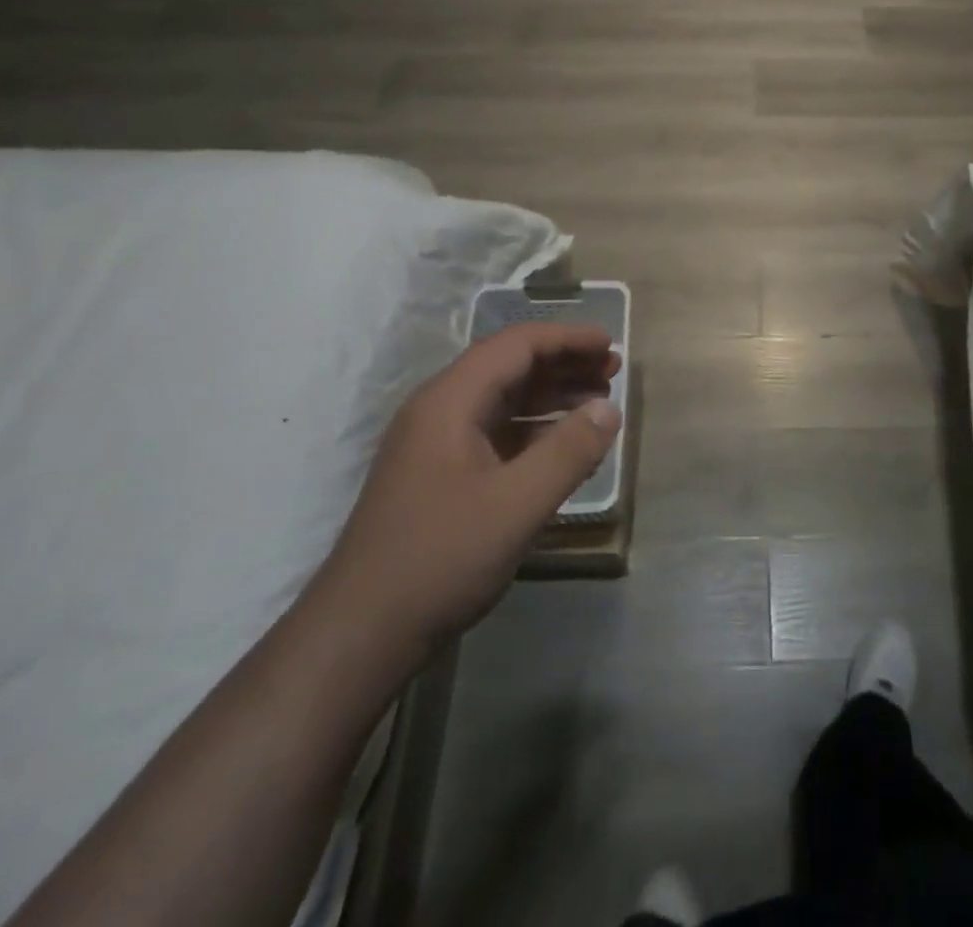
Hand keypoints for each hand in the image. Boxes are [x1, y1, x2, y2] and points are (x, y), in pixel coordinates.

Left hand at [308, 323, 620, 665]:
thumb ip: (568, 451)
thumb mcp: (516, 504)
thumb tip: (609, 408)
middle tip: (612, 372)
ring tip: (597, 403)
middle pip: (509, 367)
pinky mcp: (439, 476)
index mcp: (450, 401)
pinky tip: (563, 447)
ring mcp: (436, 445)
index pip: (516, 345)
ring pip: (502, 400)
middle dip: (563, 364)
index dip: (567, 339)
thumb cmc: (440, 559)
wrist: (360, 634)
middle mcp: (439, 411)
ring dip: (551, 395)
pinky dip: (534, 429)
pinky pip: (495, 433)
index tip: (610, 345)